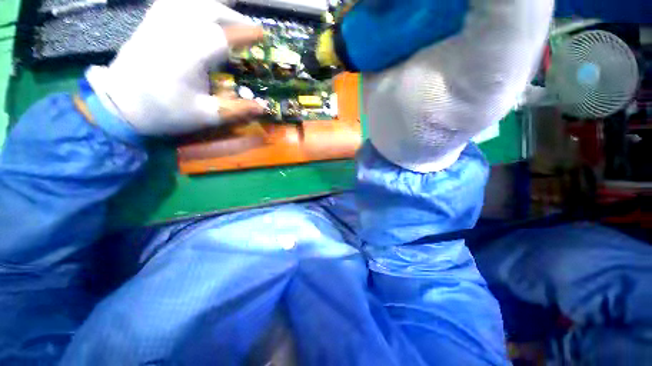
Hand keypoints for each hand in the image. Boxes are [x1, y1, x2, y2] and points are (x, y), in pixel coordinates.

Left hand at [86, 0, 265, 135]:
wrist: (120, 105)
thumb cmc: (165, 112)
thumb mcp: (205, 117)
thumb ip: (236, 110)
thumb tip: (263, 107)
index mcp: (188, 57)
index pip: (221, 36)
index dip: (245, 33)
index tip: (262, 34)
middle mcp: (174, 32)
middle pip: (207, 10)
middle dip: (233, 16)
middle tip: (249, 27)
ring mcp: (158, 23)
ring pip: (190, 1)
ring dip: (214, 4)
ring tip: (229, 12)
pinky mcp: (149, 22)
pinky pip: (172, 1)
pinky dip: (190, 2)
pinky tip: (198, 7)